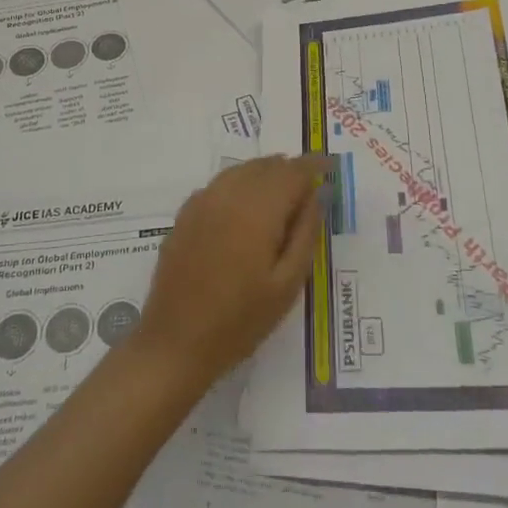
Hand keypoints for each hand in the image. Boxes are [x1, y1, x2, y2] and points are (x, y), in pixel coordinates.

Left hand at [134, 155, 322, 389]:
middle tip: (310, 188)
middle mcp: (228, 194)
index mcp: (257, 209)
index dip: (315, 165)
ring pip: (242, 170)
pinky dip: (241, 184)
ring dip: (266, 174)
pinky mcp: (185, 214)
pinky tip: (246, 208)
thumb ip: (306, 233)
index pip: (293, 171)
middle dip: (291, 170)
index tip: (332, 166)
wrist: (175, 343)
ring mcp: (202, 202)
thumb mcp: (287, 284)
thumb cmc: (240, 320)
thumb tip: (317, 194)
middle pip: (267, 165)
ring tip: (282, 196)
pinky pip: (220, 184)